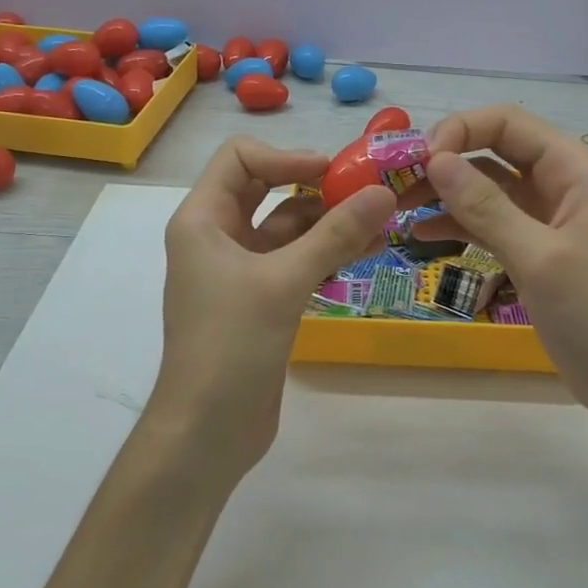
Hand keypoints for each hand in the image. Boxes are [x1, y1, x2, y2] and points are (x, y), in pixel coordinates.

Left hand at [148, 137, 394, 484]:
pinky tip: (368, 251)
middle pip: (267, 188)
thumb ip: (335, 235)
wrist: (207, 431)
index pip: (240, 158)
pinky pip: (296, 260)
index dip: (286, 156)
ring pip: (287, 227)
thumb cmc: (231, 345)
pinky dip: (327, 252)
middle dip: (315, 185)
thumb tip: (384, 192)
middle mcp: (217, 236)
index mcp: (202, 219)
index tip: (333, 172)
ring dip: (329, 221)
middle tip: (367, 190)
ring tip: (382, 221)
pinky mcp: (261, 299)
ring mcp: (240, 269)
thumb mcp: (284, 282)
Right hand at [418, 105, 587, 428]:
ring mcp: (548, 219)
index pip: (508, 123)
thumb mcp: (540, 258)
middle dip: (445, 162)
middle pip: (494, 151)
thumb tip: (434, 160)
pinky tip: (422, 233)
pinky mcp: (536, 251)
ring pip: (488, 188)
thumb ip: (486, 207)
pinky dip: (458, 225)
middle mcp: (561, 184)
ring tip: (399, 208)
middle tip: (397, 184)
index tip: (419, 161)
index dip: (460, 131)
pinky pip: (491, 224)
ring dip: (446, 193)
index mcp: (575, 170)